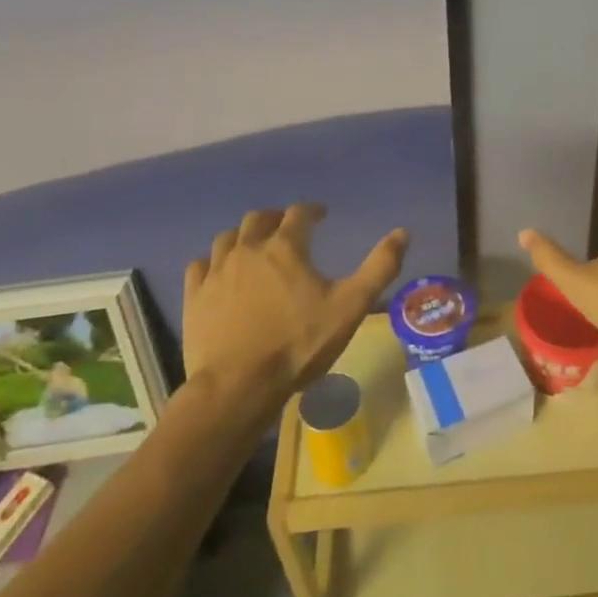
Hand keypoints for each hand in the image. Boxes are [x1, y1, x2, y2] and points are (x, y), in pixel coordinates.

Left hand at [183, 204, 407, 403]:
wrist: (238, 387)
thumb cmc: (298, 344)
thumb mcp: (350, 306)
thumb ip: (379, 267)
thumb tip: (402, 233)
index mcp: (285, 247)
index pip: (299, 213)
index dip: (312, 210)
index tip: (321, 214)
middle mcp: (248, 249)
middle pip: (259, 218)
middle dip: (276, 217)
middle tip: (287, 226)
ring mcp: (217, 272)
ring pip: (228, 238)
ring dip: (244, 236)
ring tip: (254, 246)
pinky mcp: (195, 297)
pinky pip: (201, 265)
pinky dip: (213, 262)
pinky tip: (220, 272)